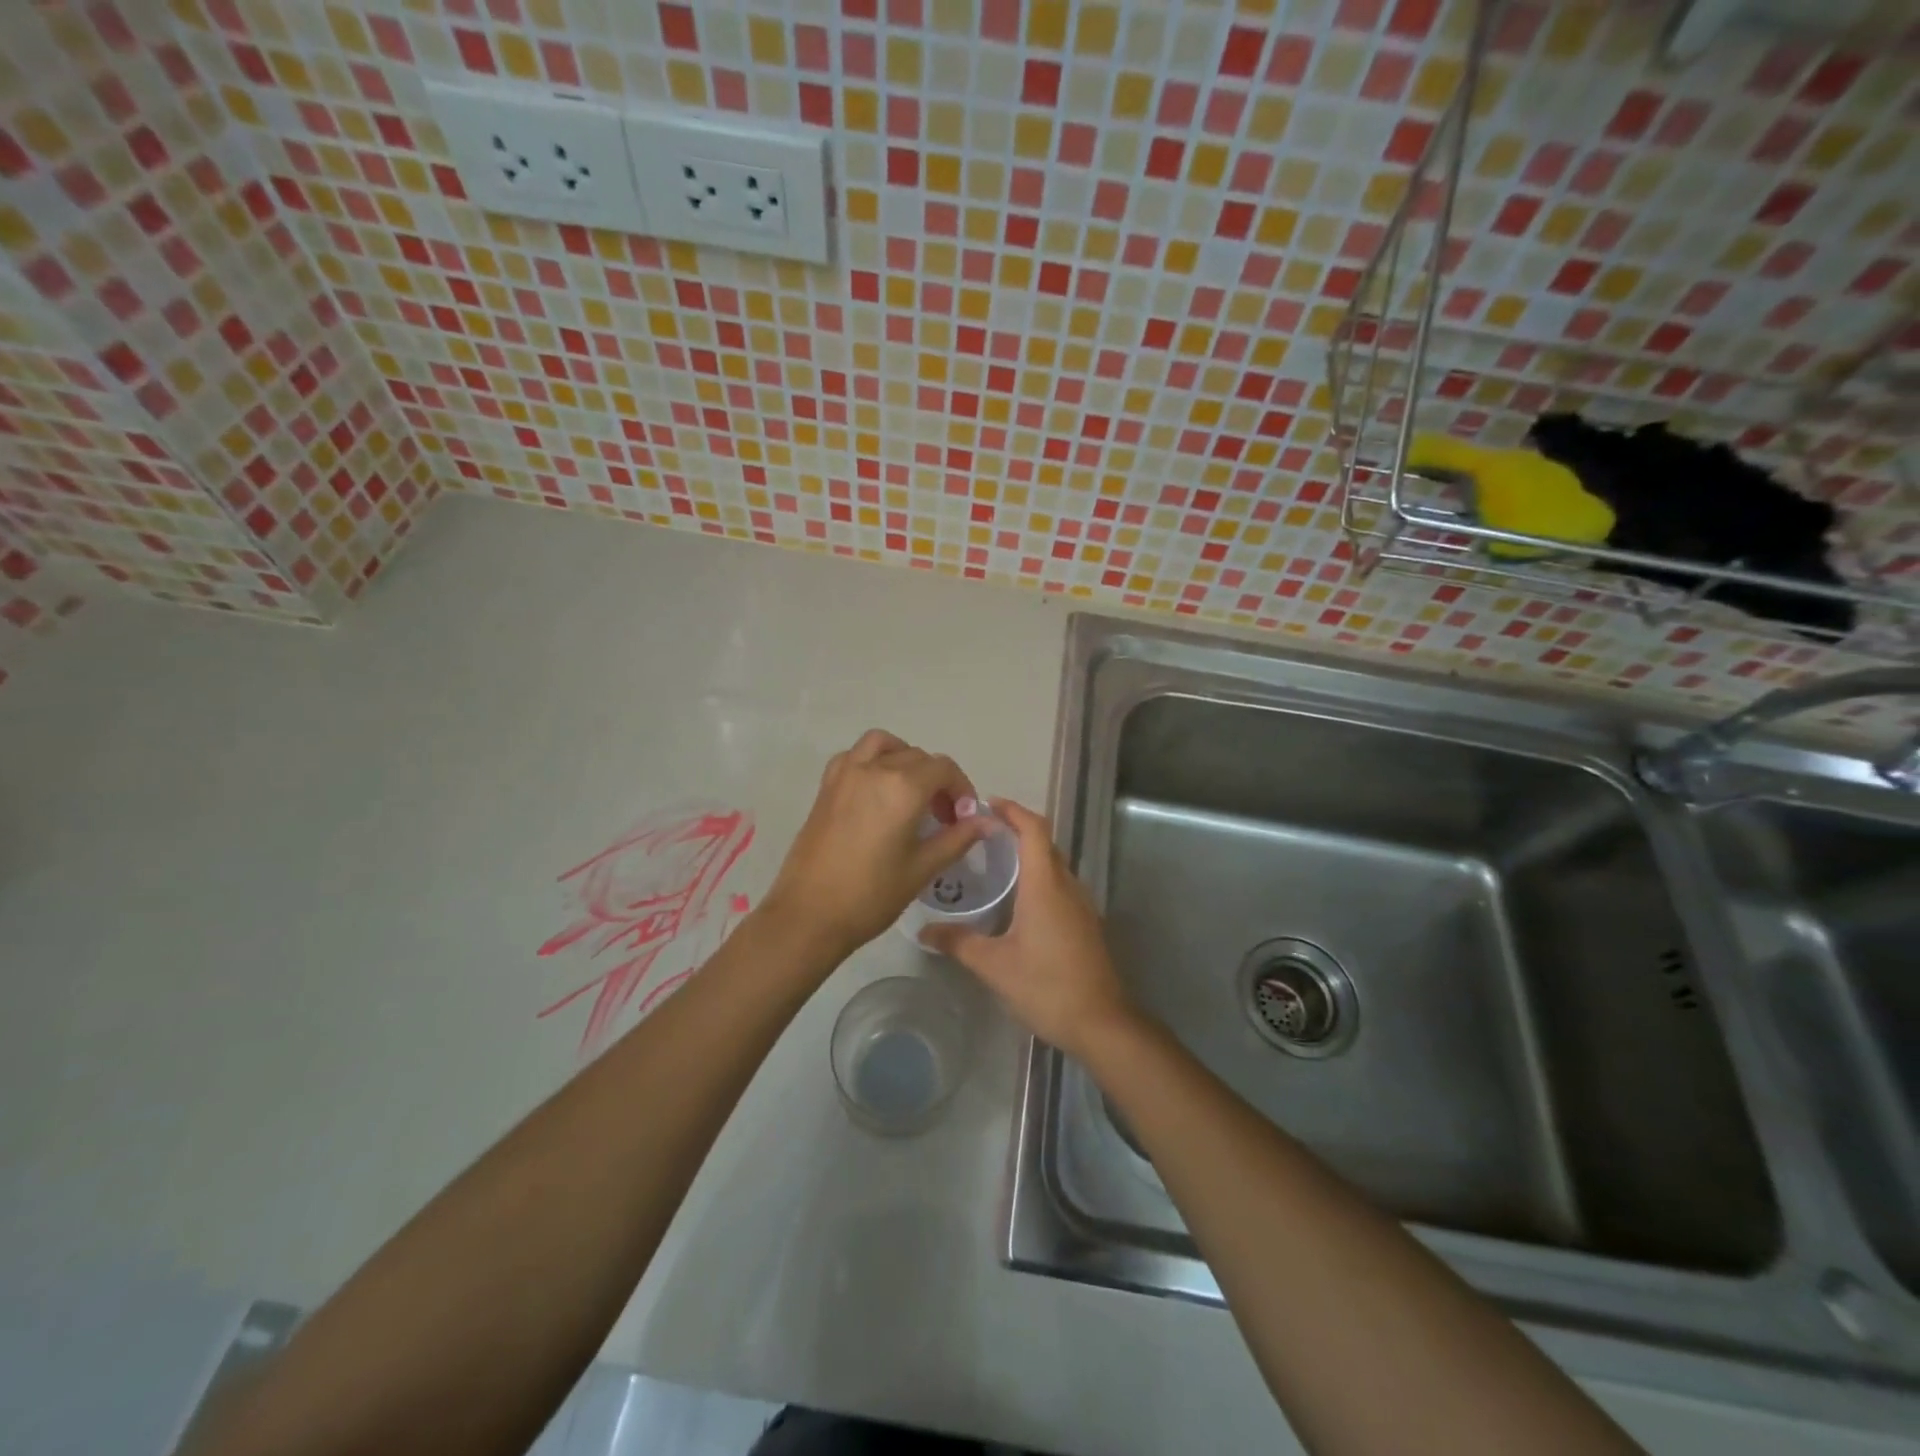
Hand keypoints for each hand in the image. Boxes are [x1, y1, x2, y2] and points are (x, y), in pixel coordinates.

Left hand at [760, 730, 993, 963]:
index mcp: (903, 787)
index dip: (962, 789)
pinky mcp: (826, 786)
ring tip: (911, 791)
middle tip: (943, 816)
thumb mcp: (922, 868)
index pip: (944, 769)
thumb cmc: (871, 895)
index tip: (964, 817)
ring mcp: (846, 774)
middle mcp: (875, 769)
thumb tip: (987, 822)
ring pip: (884, 745)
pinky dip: (873, 761)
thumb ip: (957, 838)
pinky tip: (877, 792)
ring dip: (904, 758)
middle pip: (918, 757)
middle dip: (937, 780)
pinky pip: (854, 756)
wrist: (809, 914)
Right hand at [920, 799, 1138, 1059]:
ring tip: (995, 861)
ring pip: (1054, 864)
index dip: (1012, 811)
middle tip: (980, 833)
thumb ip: (958, 943)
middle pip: (1045, 842)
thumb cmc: (1046, 986)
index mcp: (1045, 884)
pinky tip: (1018, 899)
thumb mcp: (994, 966)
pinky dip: (1039, 876)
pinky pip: (1060, 884)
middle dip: (1016, 829)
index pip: (1033, 829)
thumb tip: (924, 931)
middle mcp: (1067, 885)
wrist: (1101, 1023)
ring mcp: (1081, 904)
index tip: (986, 805)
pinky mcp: (1085, 923)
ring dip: (1029, 853)